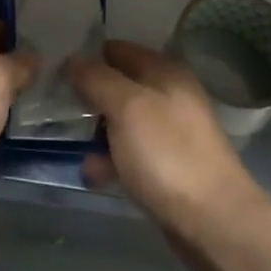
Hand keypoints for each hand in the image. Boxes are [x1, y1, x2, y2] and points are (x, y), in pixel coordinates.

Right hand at [68, 41, 268, 246]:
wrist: (213, 221)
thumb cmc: (167, 154)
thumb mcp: (126, 107)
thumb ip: (97, 78)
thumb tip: (73, 58)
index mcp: (165, 72)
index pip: (118, 50)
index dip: (88, 57)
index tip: (57, 71)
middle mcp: (170, 95)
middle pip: (119, 85)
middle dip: (89, 97)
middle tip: (56, 109)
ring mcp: (171, 132)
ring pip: (123, 120)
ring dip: (96, 132)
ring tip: (72, 147)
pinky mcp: (168, 165)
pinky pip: (131, 152)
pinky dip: (111, 159)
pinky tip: (93, 174)